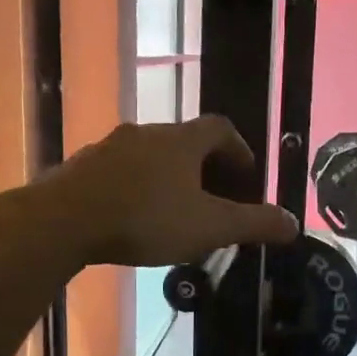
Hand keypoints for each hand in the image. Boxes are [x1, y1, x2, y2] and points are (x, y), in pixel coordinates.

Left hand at [34, 116, 298, 265]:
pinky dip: (135, 187)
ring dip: (167, 176)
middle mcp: (146, 133)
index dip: (238, 148)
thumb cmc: (145, 219)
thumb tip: (295, 223)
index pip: (219, 128)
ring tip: (174, 210)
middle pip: (184, 141)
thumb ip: (254, 224)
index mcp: (181, 141)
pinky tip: (132, 217)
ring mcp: (109, 148)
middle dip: (204, 166)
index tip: (246, 174)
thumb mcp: (209, 227)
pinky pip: (119, 171)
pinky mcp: (81, 168)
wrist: (62, 222)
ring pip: (149, 156)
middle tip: (214, 198)